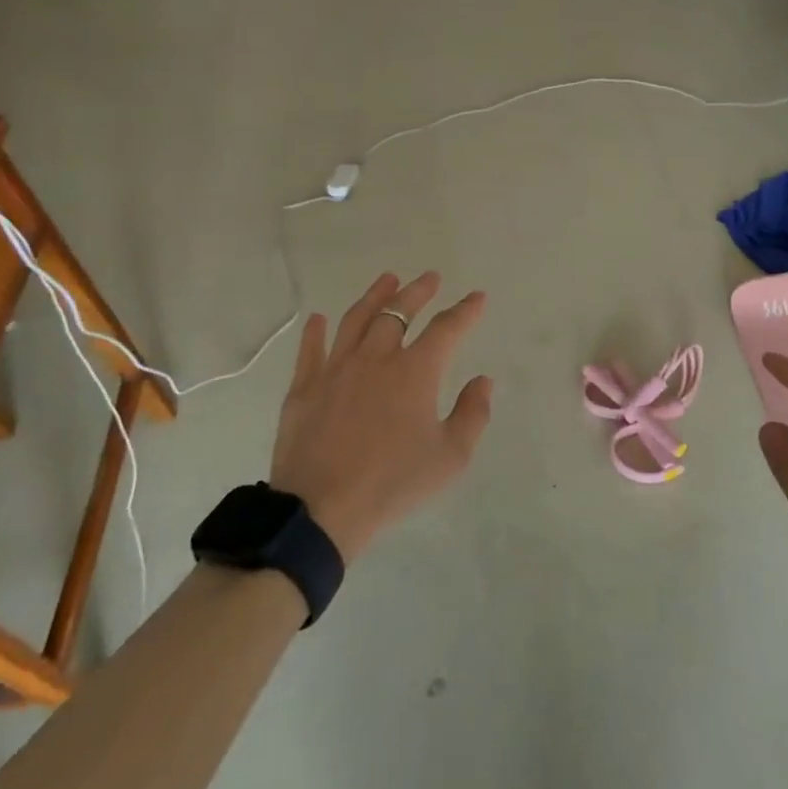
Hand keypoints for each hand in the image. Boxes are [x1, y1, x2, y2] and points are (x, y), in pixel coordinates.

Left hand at [270, 272, 492, 561]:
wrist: (321, 510)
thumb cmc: (393, 484)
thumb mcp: (451, 457)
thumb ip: (473, 414)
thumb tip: (483, 381)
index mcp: (415, 372)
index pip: (447, 329)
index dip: (465, 311)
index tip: (477, 297)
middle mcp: (376, 358)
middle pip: (399, 312)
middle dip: (418, 292)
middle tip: (430, 278)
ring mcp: (336, 369)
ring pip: (356, 320)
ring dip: (375, 296)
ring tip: (387, 280)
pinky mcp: (304, 388)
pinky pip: (311, 350)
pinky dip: (316, 331)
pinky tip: (318, 318)